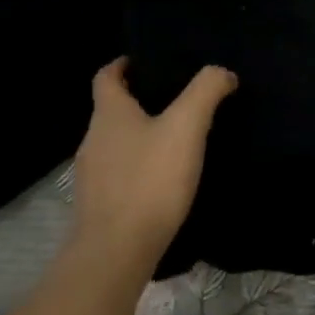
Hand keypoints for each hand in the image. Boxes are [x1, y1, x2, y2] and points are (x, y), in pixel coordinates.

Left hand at [70, 57, 237, 271]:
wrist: (115, 254)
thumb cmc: (150, 181)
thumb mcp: (187, 126)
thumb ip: (206, 91)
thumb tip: (222, 72)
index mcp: (109, 115)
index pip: (107, 77)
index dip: (124, 64)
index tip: (147, 60)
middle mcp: (93, 140)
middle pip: (113, 109)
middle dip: (140, 99)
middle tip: (178, 97)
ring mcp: (92, 176)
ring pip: (117, 142)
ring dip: (141, 133)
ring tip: (178, 136)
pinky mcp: (99, 205)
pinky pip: (120, 172)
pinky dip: (140, 165)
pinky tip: (166, 176)